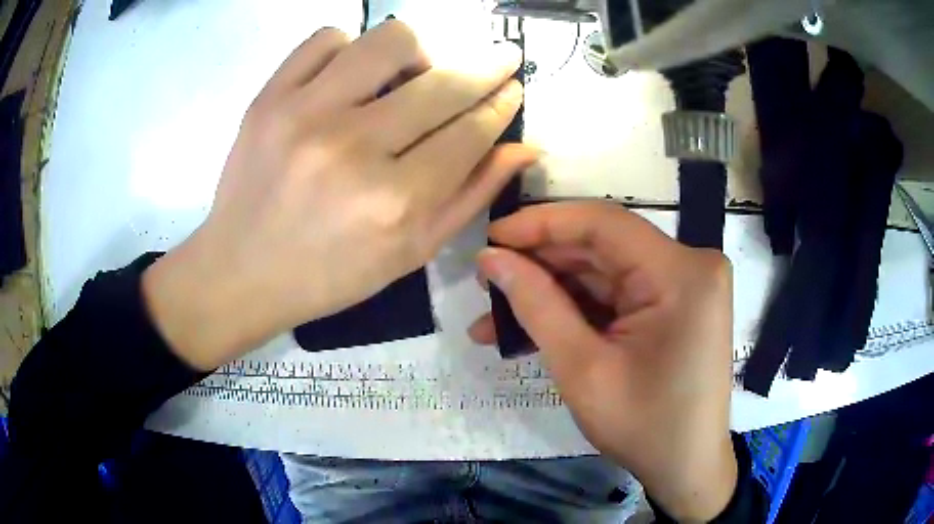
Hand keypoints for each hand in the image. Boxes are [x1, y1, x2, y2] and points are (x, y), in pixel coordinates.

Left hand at [142, 21, 538, 370]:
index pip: (472, 130)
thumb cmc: (330, 273)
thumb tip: (524, 147)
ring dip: (419, 50)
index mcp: (395, 202)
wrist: (241, 271)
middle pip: (444, 82)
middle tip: (501, 58)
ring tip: (413, 73)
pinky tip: (352, 75)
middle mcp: (353, 149)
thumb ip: (472, 196)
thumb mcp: (411, 253)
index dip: (502, 104)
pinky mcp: (268, 98)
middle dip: (488, 66)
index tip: (513, 87)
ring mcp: (304, 114)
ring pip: (389, 39)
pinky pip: (327, 38)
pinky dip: (350, 47)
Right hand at [470, 202, 736, 521]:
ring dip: (552, 292)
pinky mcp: (676, 304)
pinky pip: (617, 294)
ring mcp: (685, 284)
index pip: (603, 223)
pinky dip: (577, 309)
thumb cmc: (644, 427)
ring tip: (494, 317)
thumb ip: (536, 305)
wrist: (688, 467)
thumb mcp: (583, 369)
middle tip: (486, 284)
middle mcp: (689, 265)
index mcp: (680, 273)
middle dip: (540, 265)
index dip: (541, 223)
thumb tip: (490, 258)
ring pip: (604, 271)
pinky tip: (534, 327)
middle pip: (602, 247)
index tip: (491, 238)